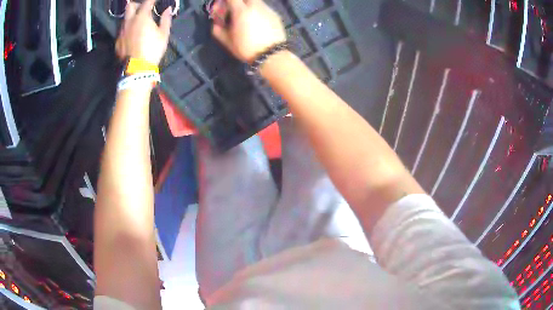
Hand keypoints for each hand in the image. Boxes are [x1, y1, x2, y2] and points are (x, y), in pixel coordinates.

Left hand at [116, 0, 171, 64]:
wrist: (136, 69)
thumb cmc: (152, 49)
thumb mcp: (164, 34)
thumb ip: (166, 19)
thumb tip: (168, 9)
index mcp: (142, 17)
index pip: (147, 2)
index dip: (152, 0)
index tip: (156, 0)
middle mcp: (129, 21)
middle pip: (130, 6)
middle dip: (137, 5)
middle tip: (143, 8)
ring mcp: (122, 32)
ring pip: (125, 18)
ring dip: (131, 17)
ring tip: (138, 22)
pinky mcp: (118, 42)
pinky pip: (122, 30)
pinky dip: (128, 28)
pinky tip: (132, 34)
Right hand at [212, 0, 285, 62]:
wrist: (272, 55)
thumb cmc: (246, 48)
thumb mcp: (227, 40)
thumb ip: (217, 28)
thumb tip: (216, 22)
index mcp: (241, 11)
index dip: (224, 1)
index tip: (221, 6)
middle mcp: (255, 6)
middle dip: (237, 1)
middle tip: (233, 10)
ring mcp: (267, 9)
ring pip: (255, 1)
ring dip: (247, 5)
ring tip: (245, 18)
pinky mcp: (275, 14)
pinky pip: (263, 8)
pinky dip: (257, 11)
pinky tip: (257, 23)